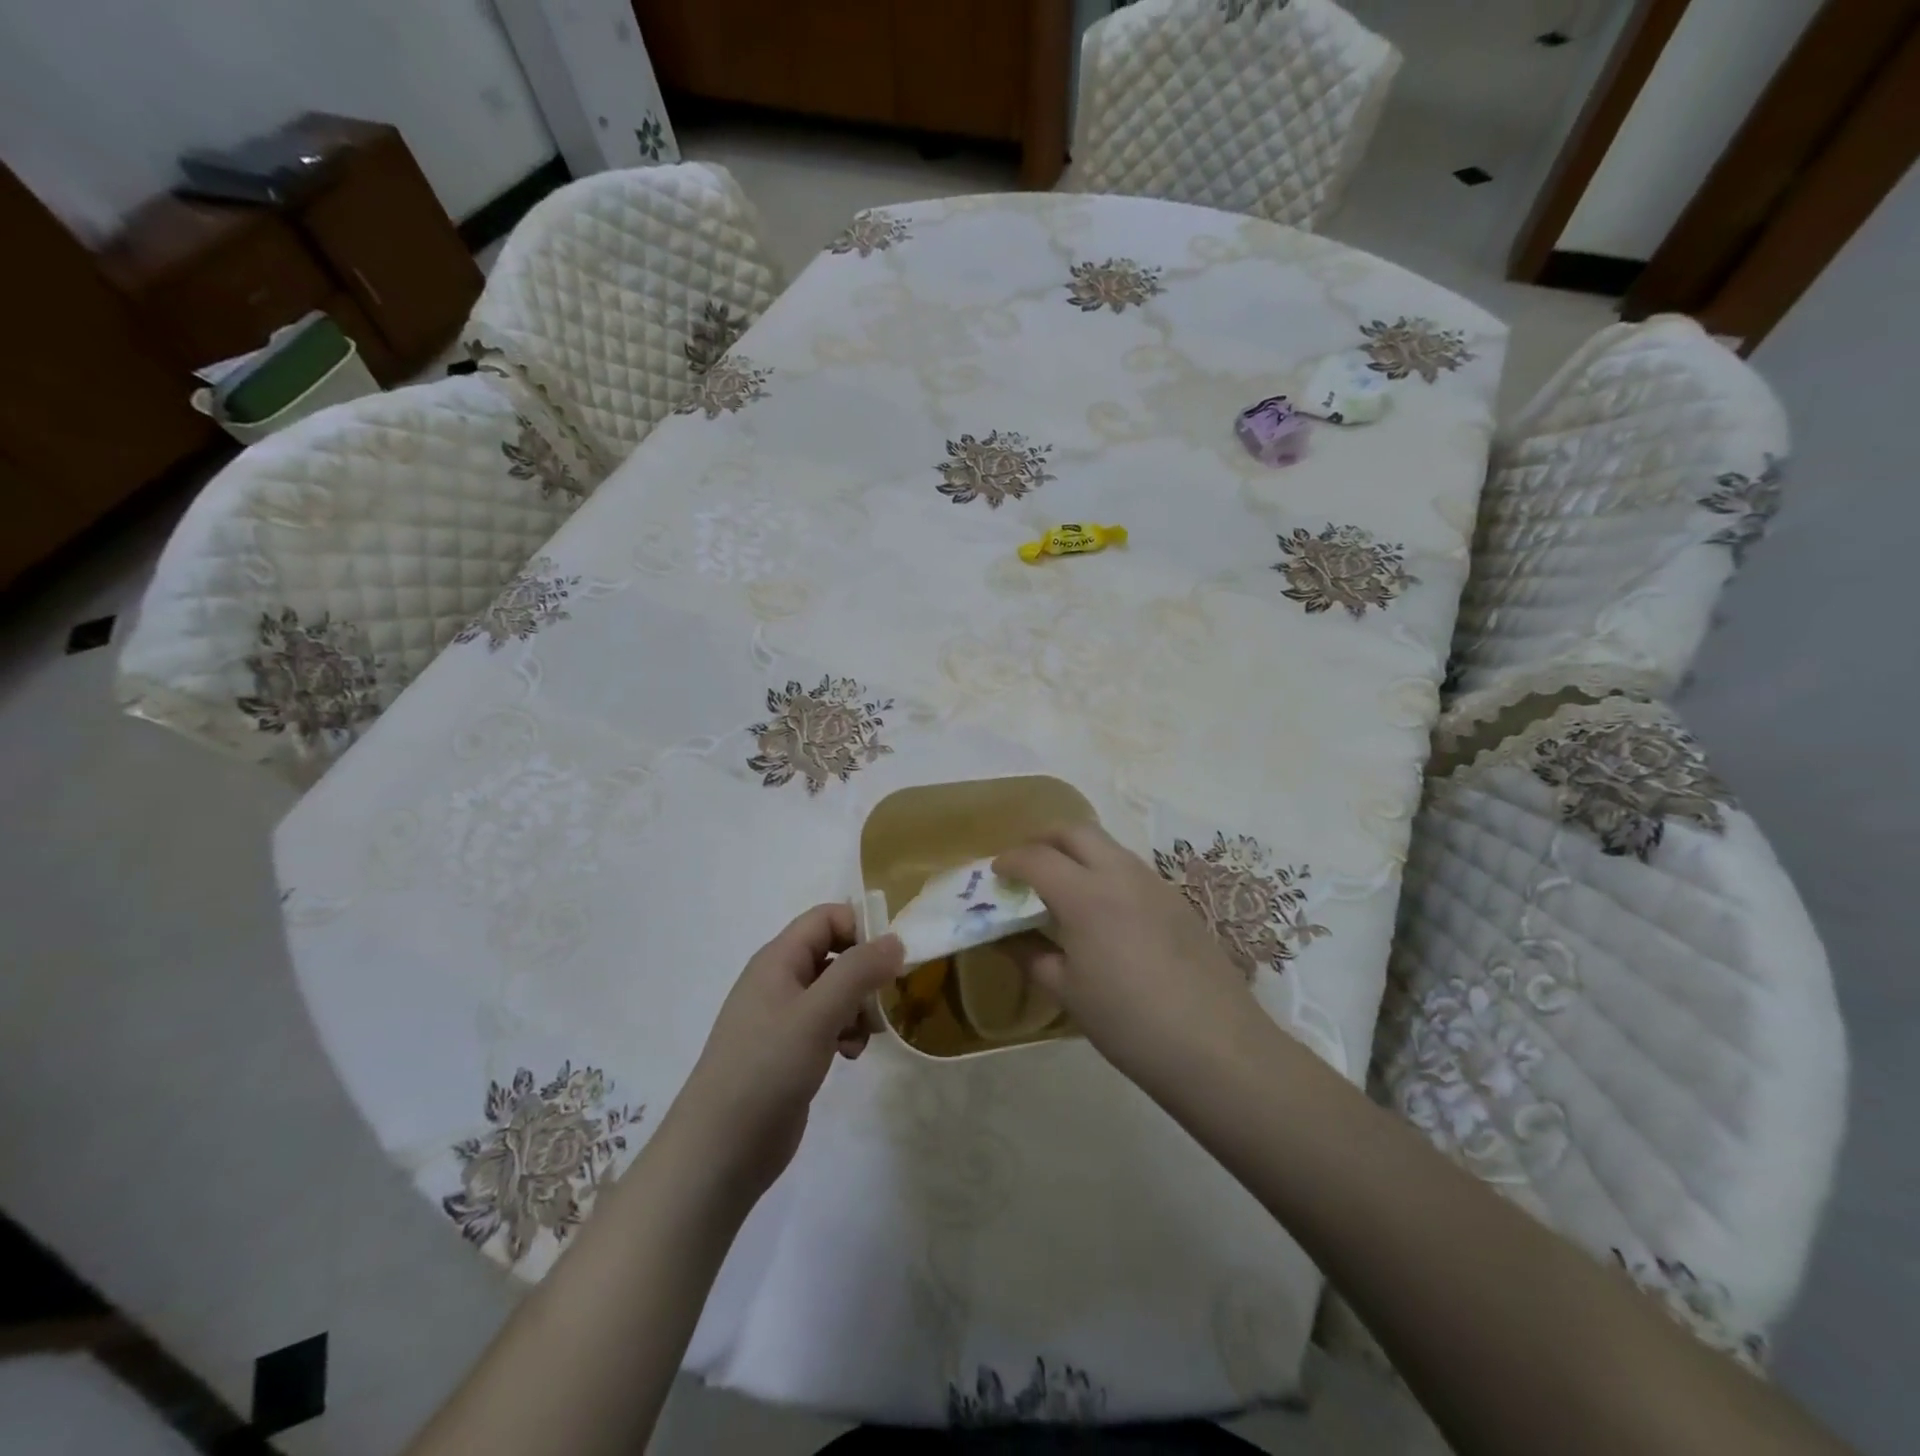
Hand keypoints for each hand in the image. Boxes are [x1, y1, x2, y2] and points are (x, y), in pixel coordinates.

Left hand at [669, 905, 902, 1206]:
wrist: (719, 1151)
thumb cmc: (767, 1069)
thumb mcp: (818, 1013)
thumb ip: (859, 971)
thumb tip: (895, 940)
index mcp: (778, 959)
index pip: (827, 918)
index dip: (860, 929)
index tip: (889, 962)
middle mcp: (780, 980)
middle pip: (834, 954)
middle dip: (865, 974)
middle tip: (883, 1002)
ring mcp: (783, 1017)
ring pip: (836, 992)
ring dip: (858, 1008)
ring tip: (864, 1037)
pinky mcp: (789, 1051)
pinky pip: (828, 1024)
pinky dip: (845, 1033)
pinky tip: (849, 1056)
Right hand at [995, 826, 1256, 1091]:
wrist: (1215, 1046)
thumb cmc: (1129, 1023)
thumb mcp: (1069, 993)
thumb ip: (1033, 956)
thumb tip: (1008, 939)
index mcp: (1086, 895)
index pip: (1037, 858)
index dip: (1010, 860)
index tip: (996, 873)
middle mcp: (1120, 874)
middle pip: (1075, 831)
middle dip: (1044, 839)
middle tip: (1027, 865)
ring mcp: (1155, 884)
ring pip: (1108, 845)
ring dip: (1078, 852)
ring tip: (1063, 886)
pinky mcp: (1178, 900)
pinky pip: (1131, 868)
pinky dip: (1105, 871)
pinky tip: (1104, 910)